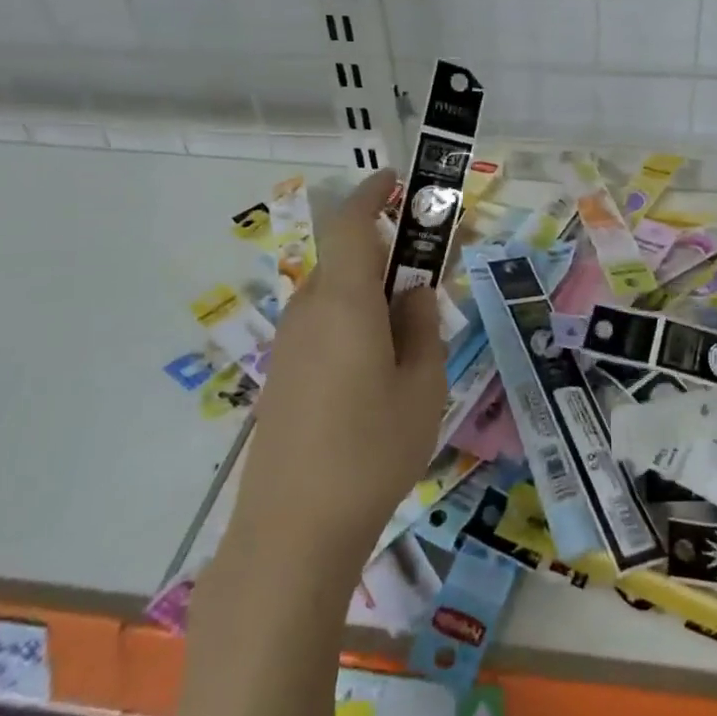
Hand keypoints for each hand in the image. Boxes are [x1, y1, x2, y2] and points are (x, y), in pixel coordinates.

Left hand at [235, 169, 448, 566]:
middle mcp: (309, 311)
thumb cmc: (371, 450)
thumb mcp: (423, 384)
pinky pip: (324, 326)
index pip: (352, 223)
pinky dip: (356, 322)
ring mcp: (290, 345)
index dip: (373, 194)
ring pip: (337, 295)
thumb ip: (423, 326)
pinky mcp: (283, 376)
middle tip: (434, 278)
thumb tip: (414, 294)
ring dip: (374, 293)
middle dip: (391, 255)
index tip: (399, 182)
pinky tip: (380, 370)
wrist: (292, 533)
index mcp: (344, 301)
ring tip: (415, 333)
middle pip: (349, 259)